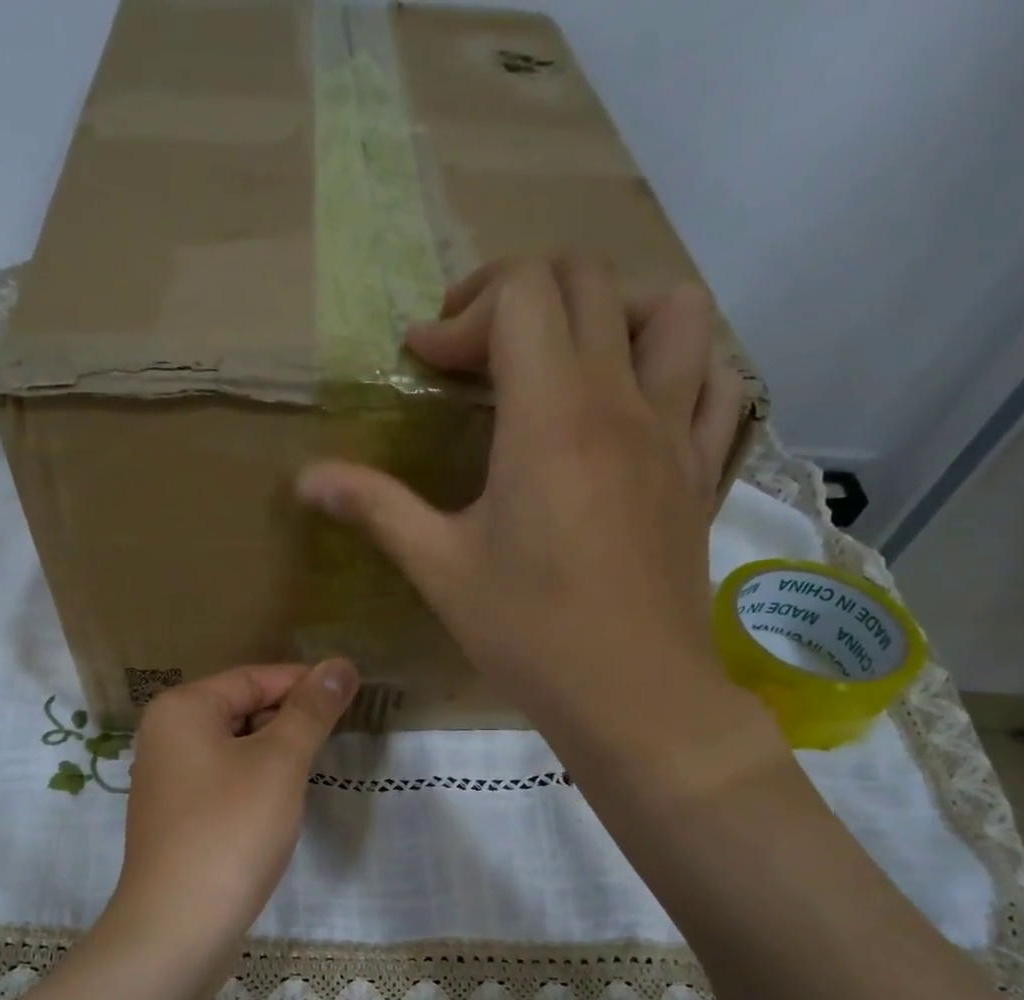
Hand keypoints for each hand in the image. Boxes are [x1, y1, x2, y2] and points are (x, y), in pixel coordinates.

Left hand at [107, 661, 356, 954]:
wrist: (179, 925)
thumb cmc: (231, 830)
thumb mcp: (280, 762)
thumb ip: (311, 710)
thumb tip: (341, 664)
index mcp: (182, 708)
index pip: (253, 677)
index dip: (305, 683)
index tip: (351, 695)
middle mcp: (165, 735)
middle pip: (240, 708)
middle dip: (289, 719)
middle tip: (336, 737)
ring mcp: (166, 778)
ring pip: (234, 747)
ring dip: (275, 752)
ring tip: (313, 768)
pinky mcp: (176, 816)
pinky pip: (223, 780)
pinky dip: (255, 781)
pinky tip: (279, 802)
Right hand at [296, 256, 751, 757]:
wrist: (633, 696)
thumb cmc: (529, 633)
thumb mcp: (441, 569)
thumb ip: (376, 508)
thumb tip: (305, 480)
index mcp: (550, 418)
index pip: (520, 294)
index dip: (461, 314)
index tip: (424, 364)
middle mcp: (621, 402)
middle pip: (588, 279)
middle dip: (520, 291)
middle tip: (477, 349)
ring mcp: (675, 433)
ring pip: (674, 310)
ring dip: (615, 309)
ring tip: (569, 356)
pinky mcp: (702, 471)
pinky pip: (718, 382)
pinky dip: (682, 367)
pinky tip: (642, 402)